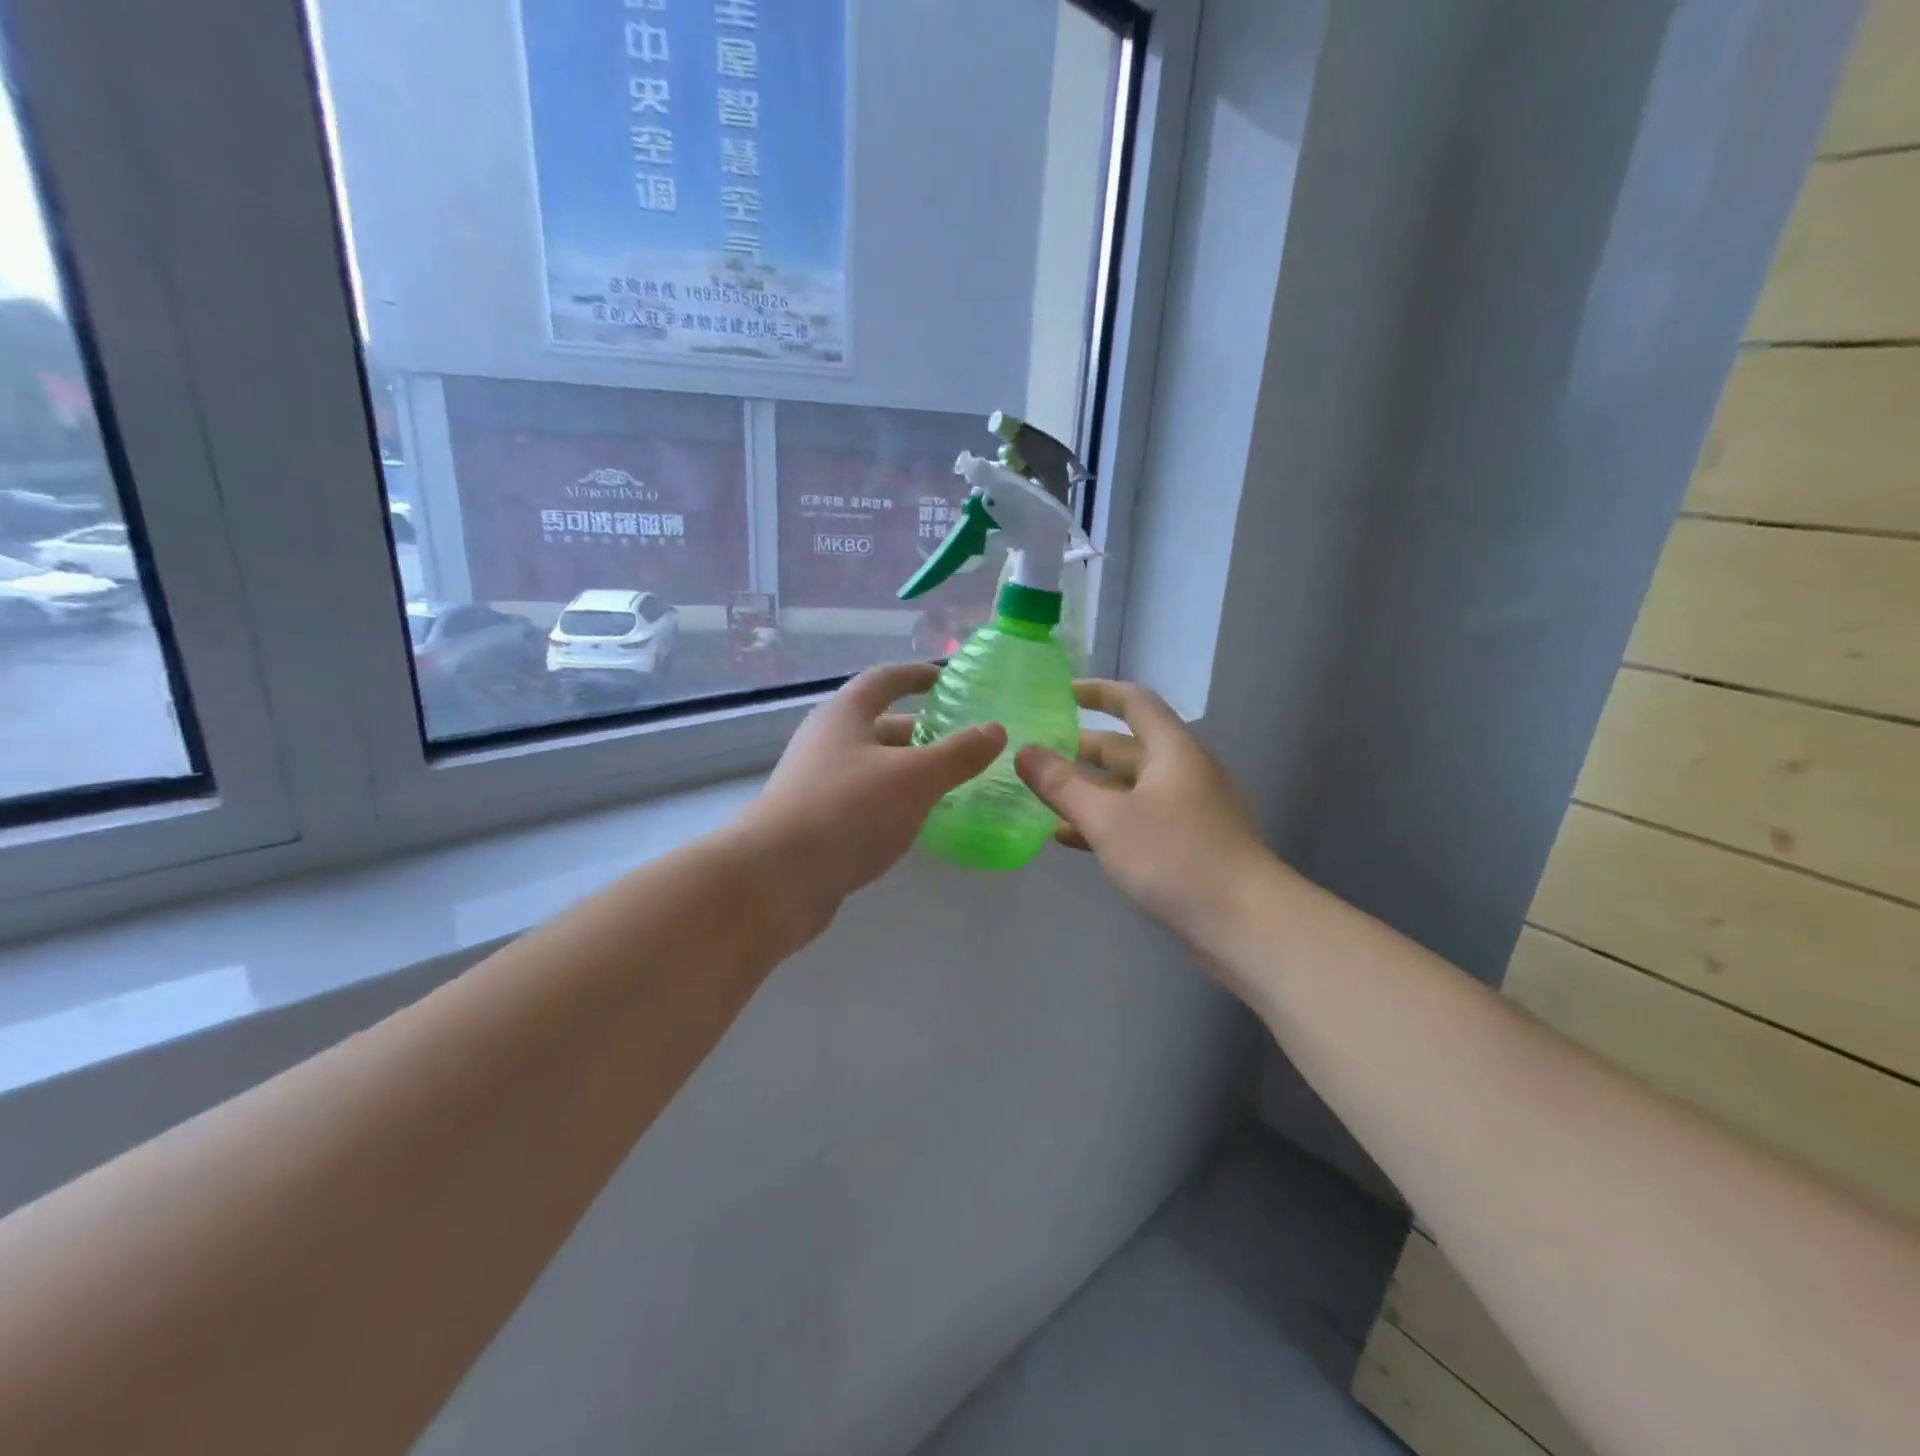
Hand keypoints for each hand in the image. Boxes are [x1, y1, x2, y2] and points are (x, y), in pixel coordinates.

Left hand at [743, 663, 1005, 913]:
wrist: (776, 879)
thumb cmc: (848, 811)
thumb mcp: (914, 778)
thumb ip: (958, 754)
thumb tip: (995, 729)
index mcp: (845, 715)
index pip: (885, 680)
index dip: (918, 675)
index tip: (948, 679)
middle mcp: (827, 741)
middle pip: (881, 725)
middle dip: (924, 731)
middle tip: (966, 743)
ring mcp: (818, 782)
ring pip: (875, 766)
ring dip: (911, 770)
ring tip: (954, 783)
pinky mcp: (817, 821)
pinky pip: (866, 799)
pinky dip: (895, 801)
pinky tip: (918, 820)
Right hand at [1015, 679, 1269, 943]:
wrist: (1245, 923)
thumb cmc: (1174, 857)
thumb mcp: (1108, 818)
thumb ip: (1062, 785)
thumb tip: (1024, 752)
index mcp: (1172, 750)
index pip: (1134, 702)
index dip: (1098, 692)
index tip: (1061, 694)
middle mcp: (1183, 772)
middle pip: (1127, 747)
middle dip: (1081, 749)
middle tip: (1036, 754)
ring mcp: (1188, 811)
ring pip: (1129, 788)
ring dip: (1088, 790)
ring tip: (1042, 795)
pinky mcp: (1187, 846)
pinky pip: (1137, 820)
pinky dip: (1104, 822)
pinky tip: (1069, 839)